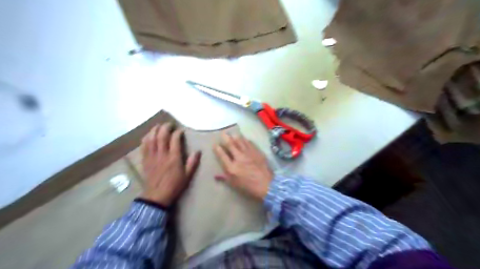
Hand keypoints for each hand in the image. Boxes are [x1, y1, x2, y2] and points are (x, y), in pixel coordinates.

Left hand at [139, 123, 200, 206]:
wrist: (157, 196)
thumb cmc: (174, 186)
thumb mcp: (187, 176)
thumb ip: (192, 162)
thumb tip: (198, 151)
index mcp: (173, 158)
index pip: (175, 140)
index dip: (178, 132)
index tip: (181, 131)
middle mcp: (162, 154)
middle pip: (161, 136)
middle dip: (165, 127)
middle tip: (169, 124)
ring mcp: (152, 156)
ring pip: (151, 138)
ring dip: (154, 130)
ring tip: (159, 126)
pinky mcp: (145, 160)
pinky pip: (143, 146)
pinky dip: (146, 138)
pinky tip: (148, 135)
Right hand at [213, 134, 272, 199]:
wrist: (266, 185)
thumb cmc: (248, 186)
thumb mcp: (234, 184)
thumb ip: (224, 178)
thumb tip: (215, 176)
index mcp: (232, 167)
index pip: (222, 155)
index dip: (218, 149)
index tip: (215, 144)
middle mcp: (239, 158)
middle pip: (230, 145)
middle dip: (225, 138)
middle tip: (223, 133)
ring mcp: (248, 154)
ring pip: (240, 142)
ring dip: (236, 137)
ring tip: (233, 133)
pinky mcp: (257, 152)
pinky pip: (250, 144)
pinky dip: (246, 140)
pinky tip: (245, 139)